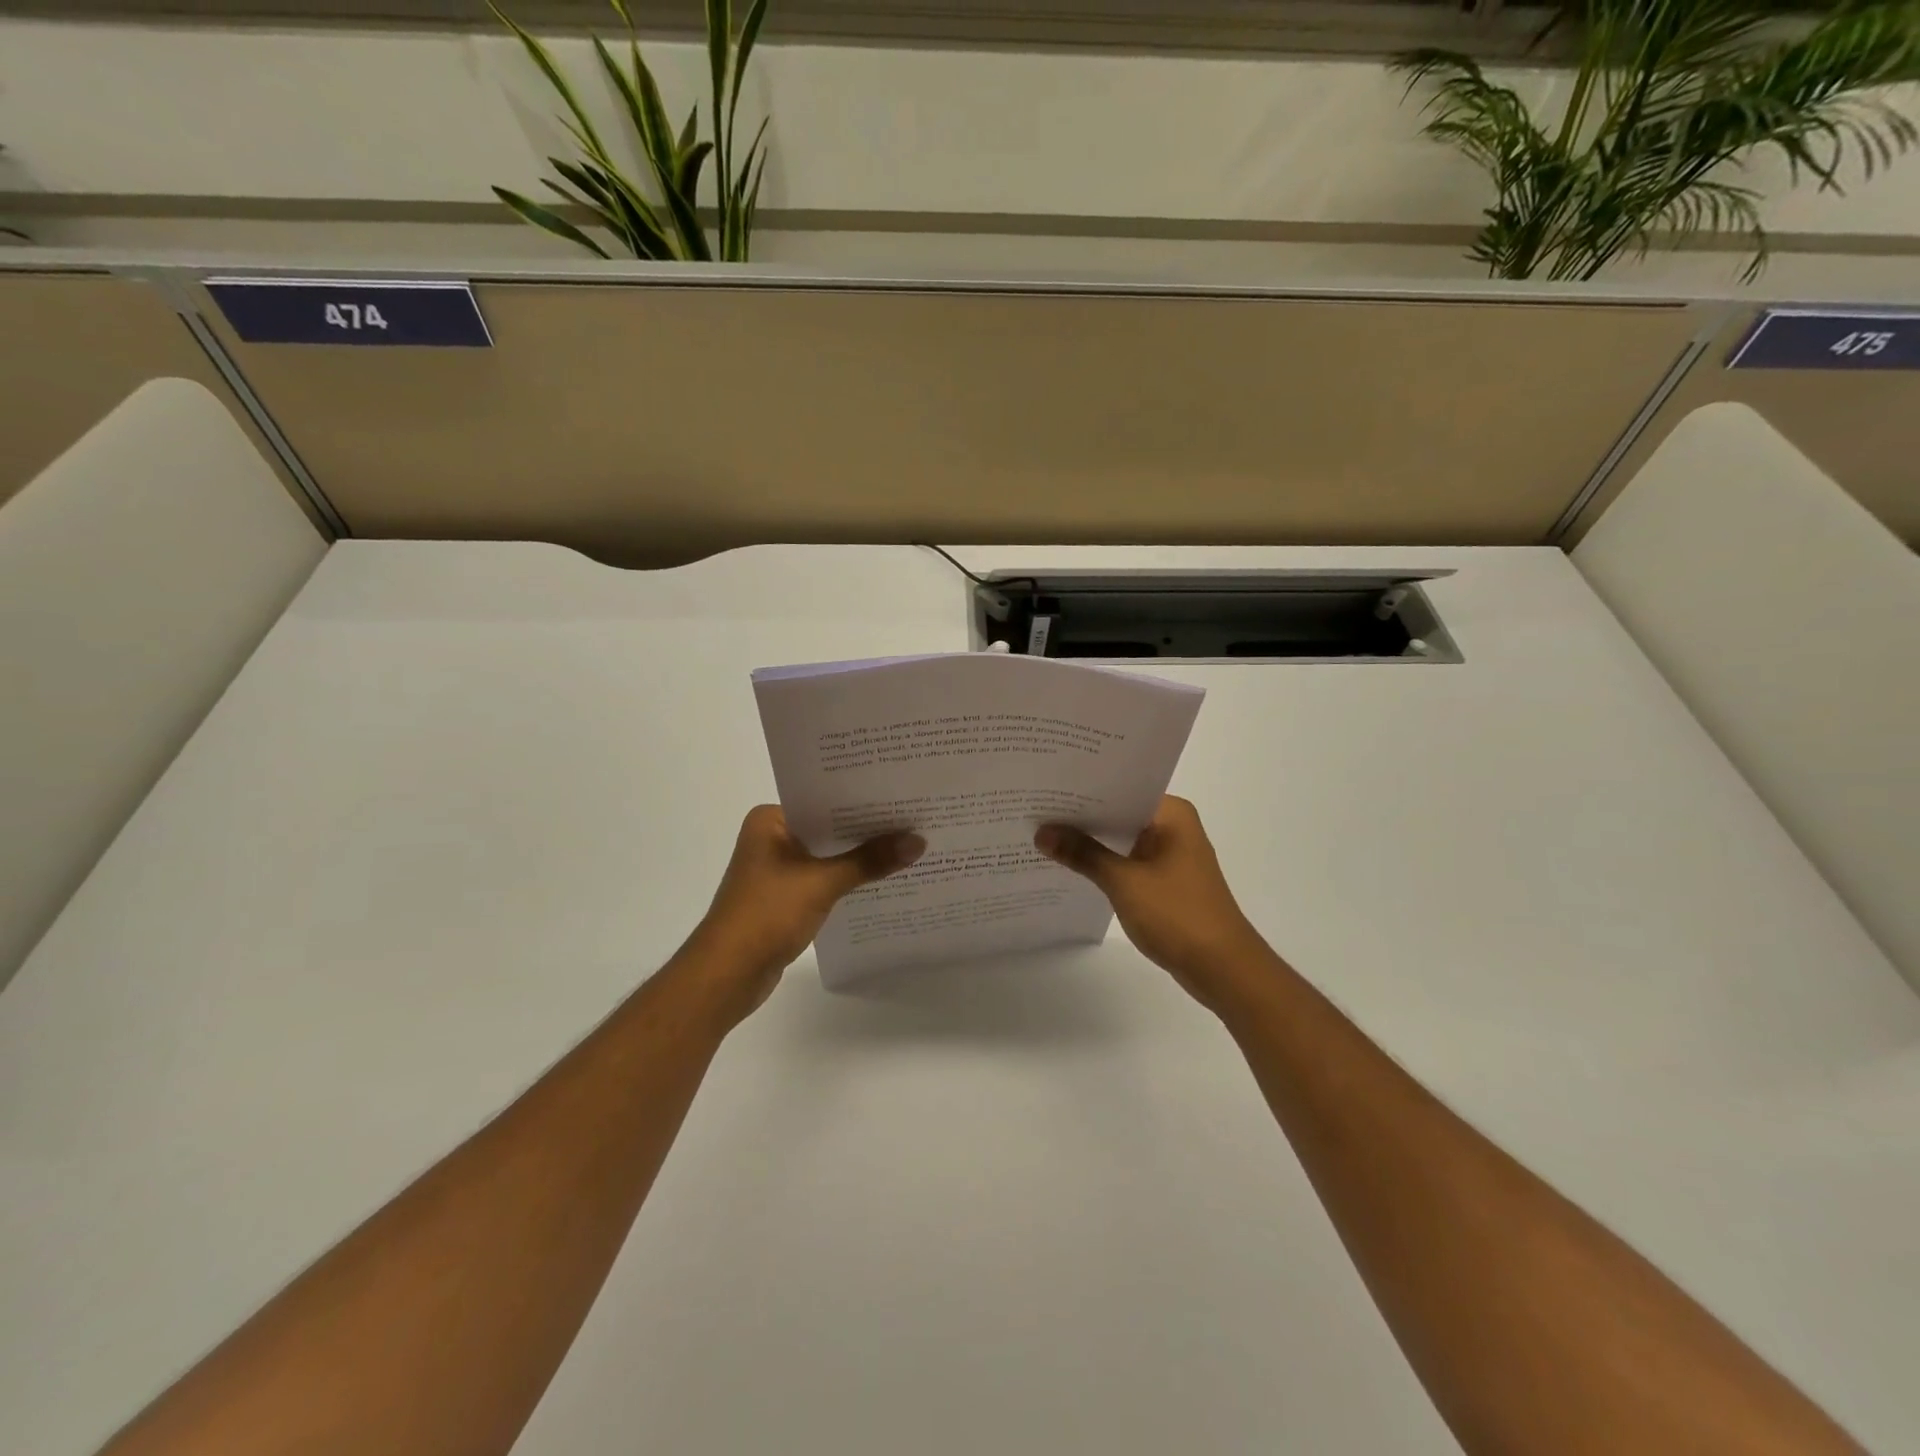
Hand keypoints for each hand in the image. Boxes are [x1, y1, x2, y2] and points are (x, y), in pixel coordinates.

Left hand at [675, 805, 923, 1026]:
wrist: (727, 974)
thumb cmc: (767, 915)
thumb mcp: (822, 883)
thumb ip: (870, 861)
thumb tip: (918, 841)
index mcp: (770, 820)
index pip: (824, 799)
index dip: (863, 799)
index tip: (902, 794)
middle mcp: (772, 837)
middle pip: (829, 828)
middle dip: (867, 829)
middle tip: (915, 818)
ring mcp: (777, 869)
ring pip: (828, 855)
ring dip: (860, 857)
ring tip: (908, 846)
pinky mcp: (785, 897)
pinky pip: (824, 878)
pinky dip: (848, 879)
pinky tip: (883, 879)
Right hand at [1036, 796, 1273, 1014]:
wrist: (1222, 967)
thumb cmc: (1177, 914)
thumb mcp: (1123, 881)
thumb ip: (1082, 854)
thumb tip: (1042, 832)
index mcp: (1171, 814)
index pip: (1120, 789)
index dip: (1082, 790)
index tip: (1045, 788)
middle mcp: (1173, 826)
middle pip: (1119, 813)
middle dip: (1081, 817)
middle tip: (1035, 810)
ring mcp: (1171, 854)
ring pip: (1122, 839)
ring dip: (1091, 842)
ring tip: (1044, 835)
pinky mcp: (1167, 880)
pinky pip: (1128, 861)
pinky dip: (1104, 863)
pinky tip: (1071, 866)